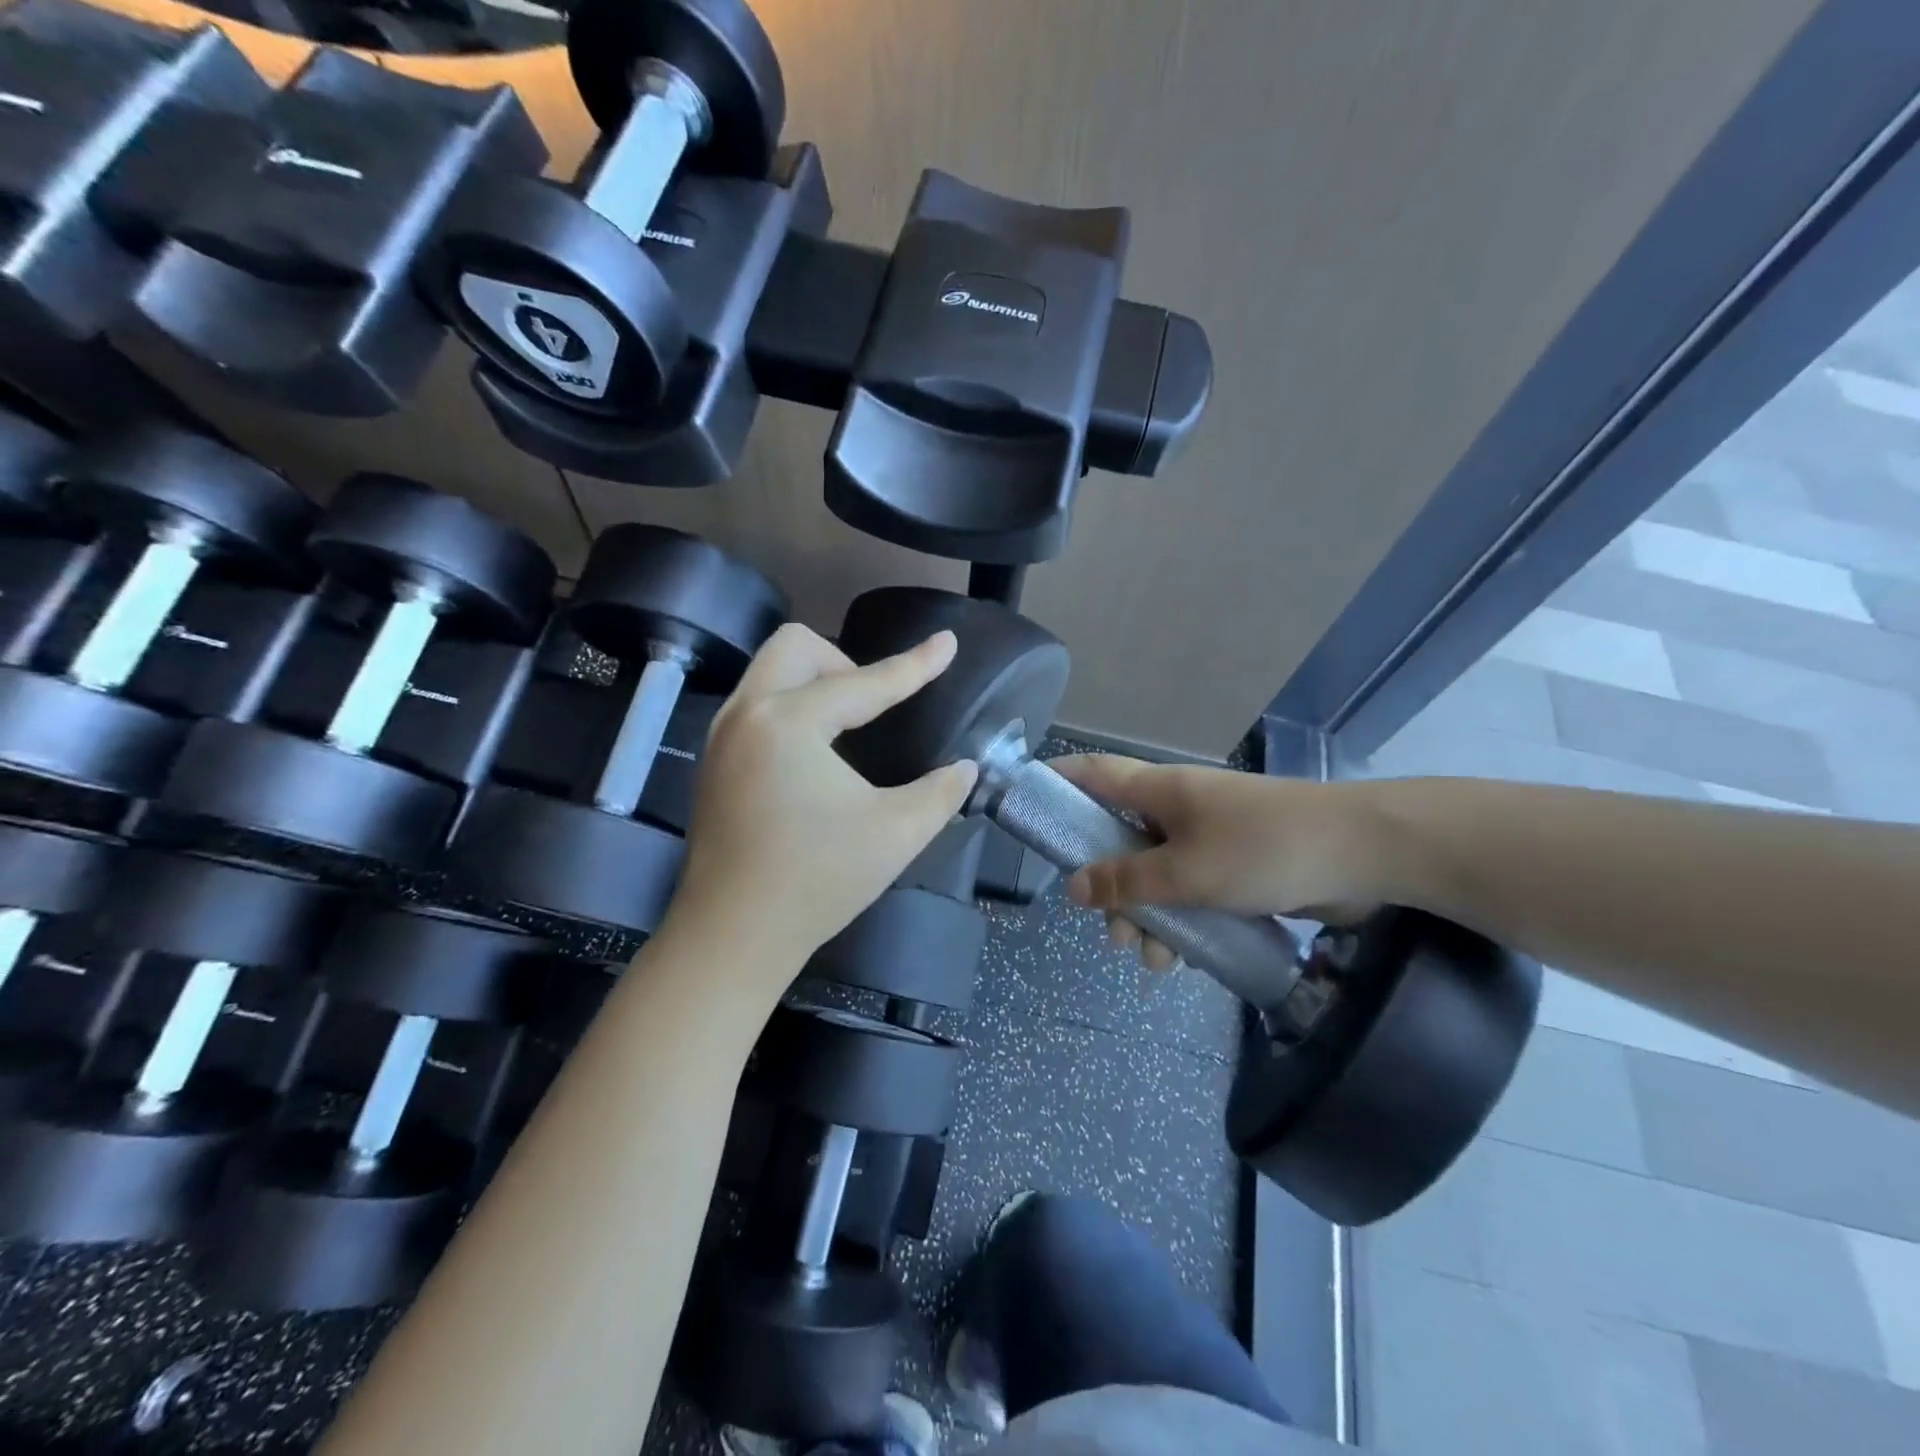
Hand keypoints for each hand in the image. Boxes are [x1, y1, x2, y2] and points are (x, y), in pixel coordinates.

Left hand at [669, 624, 978, 967]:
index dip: (915, 664)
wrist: (733, 936)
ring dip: (814, 681)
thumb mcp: (897, 834)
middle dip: (844, 662)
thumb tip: (965, 768)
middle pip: (797, 646)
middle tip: (873, 708)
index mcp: (790, 723)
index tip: (947, 642)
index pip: (866, 682)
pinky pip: (756, 702)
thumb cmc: (818, 882)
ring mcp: (722, 736)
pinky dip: (790, 705)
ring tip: (848, 727)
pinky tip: (813, 753)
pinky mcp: (713, 761)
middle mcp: (747, 714)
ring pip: (769, 671)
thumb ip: (941, 792)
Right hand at [1053, 756, 1395, 969]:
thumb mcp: (1185, 871)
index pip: (1090, 773)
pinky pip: (1190, 892)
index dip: (1054, 783)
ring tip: (1154, 960)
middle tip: (1110, 929)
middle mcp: (1176, 809)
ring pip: (1155, 875)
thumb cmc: (1263, 848)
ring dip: (1147, 917)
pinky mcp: (1235, 866)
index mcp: (1157, 791)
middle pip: (1118, 840)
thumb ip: (1126, 881)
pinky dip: (1182, 921)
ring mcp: (1207, 837)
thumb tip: (1074, 888)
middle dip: (1107, 888)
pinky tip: (1188, 959)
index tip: (1026, 809)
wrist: (1363, 854)